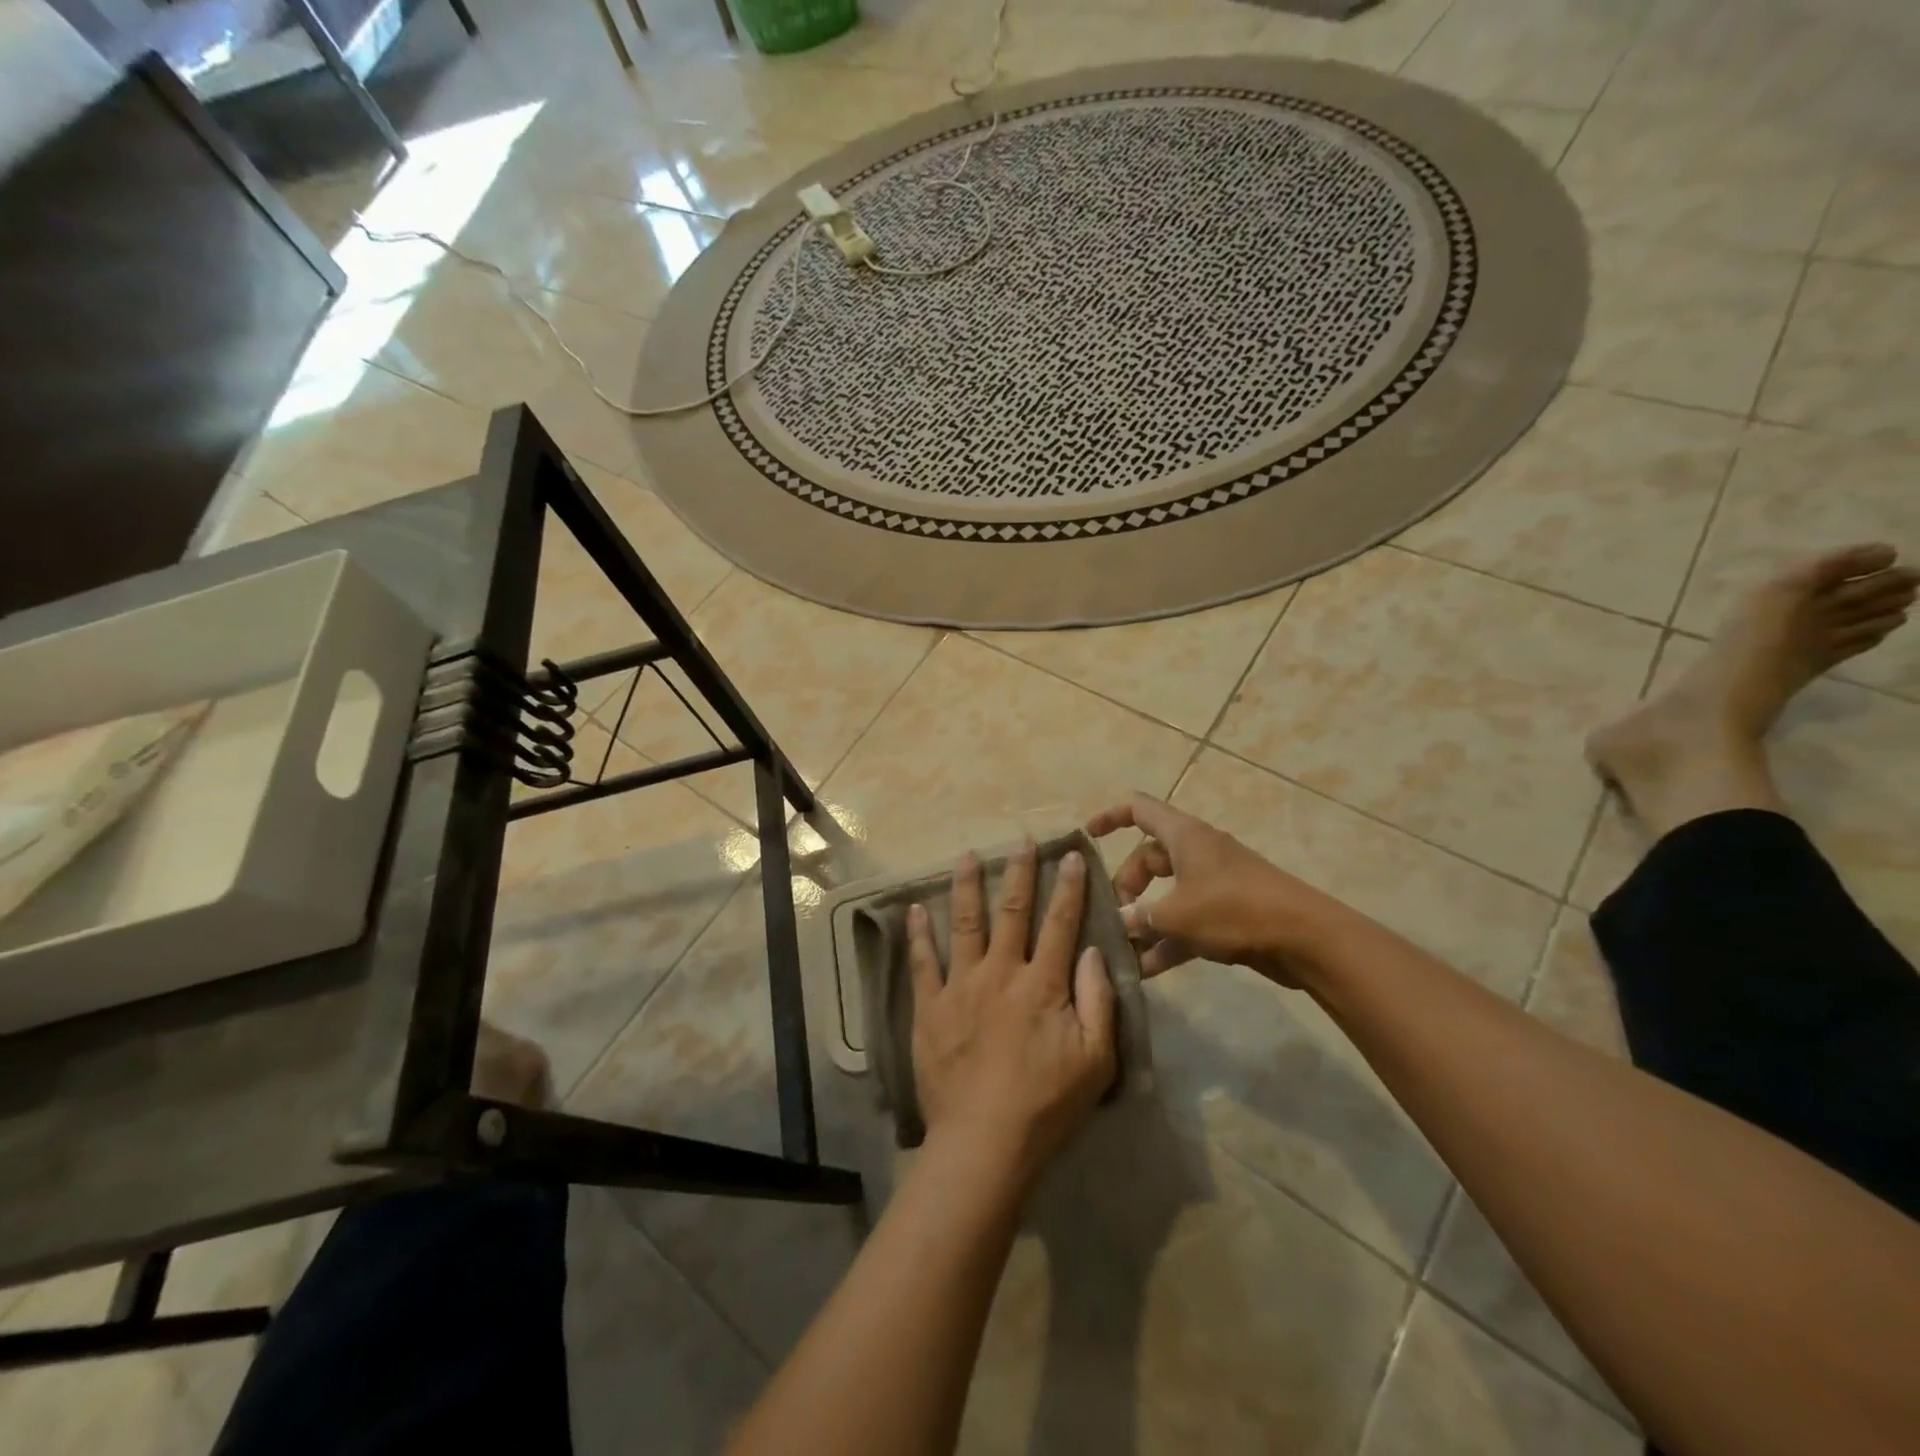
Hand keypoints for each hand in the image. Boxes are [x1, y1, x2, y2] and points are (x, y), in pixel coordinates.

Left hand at [908, 842, 1116, 1181]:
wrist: (984, 1141)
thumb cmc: (1047, 1104)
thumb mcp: (1096, 1060)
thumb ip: (1098, 1001)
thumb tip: (1093, 951)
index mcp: (1042, 984)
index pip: (1060, 923)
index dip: (1067, 887)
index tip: (1069, 855)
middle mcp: (1001, 972)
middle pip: (1012, 911)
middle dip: (1019, 872)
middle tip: (1021, 841)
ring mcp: (961, 986)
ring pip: (964, 924)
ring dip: (966, 886)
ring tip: (966, 855)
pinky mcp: (930, 1007)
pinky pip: (922, 963)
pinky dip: (918, 934)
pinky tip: (913, 910)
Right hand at [1087, 794, 1331, 983]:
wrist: (1304, 938)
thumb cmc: (1234, 910)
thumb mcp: (1176, 914)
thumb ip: (1141, 918)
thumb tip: (1119, 923)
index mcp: (1184, 836)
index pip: (1138, 809)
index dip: (1110, 817)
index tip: (1087, 836)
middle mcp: (1197, 852)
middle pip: (1148, 858)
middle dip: (1126, 885)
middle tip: (1114, 916)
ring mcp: (1214, 883)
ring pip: (1166, 894)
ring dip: (1145, 920)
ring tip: (1122, 949)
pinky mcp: (1228, 913)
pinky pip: (1187, 921)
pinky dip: (1168, 940)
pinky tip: (1147, 970)